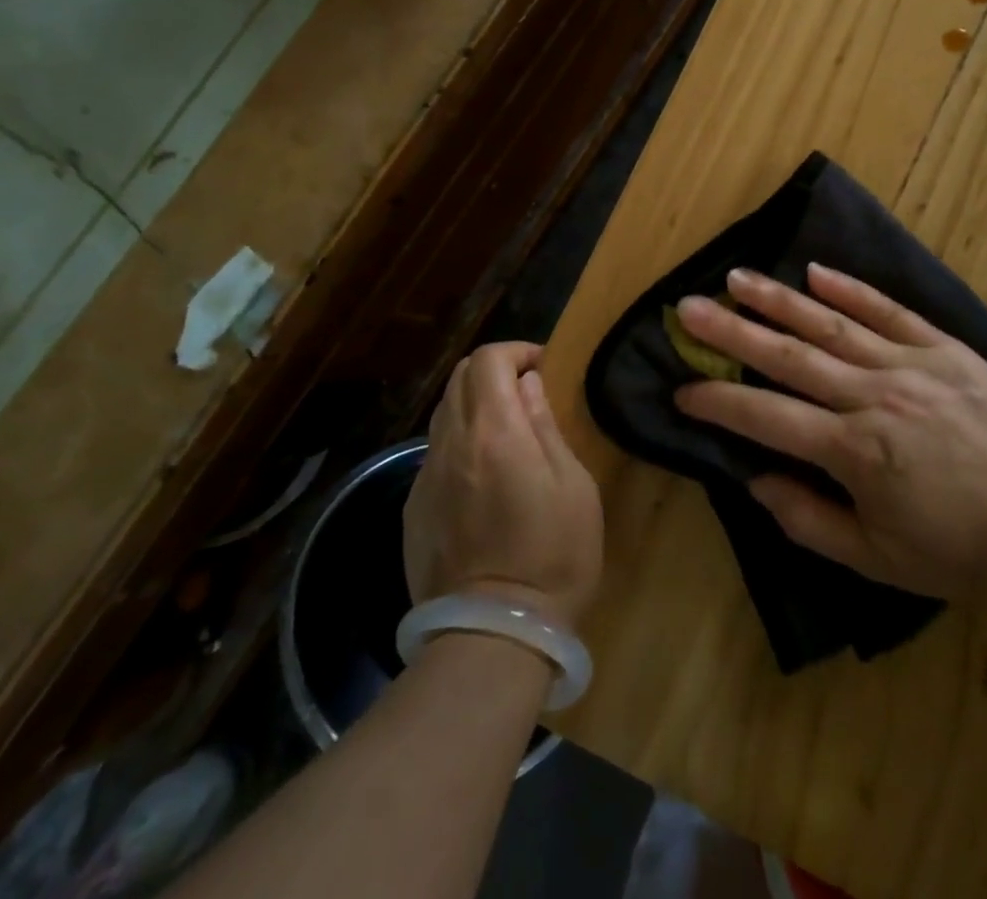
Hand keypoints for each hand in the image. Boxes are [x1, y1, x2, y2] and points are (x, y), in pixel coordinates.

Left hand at [405, 343, 603, 628]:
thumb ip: (545, 426)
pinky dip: (459, 440)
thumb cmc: (554, 555)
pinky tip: (484, 473)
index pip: (488, 360)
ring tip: (507, 430)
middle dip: (493, 371)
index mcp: (493, 432)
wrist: (493, 635)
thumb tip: (529, 385)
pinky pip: (435, 452)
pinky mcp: (413, 509)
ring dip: (474, 404)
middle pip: (459, 379)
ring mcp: (425, 478)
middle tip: (527, 392)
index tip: (542, 367)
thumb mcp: (572, 485)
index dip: (516, 351)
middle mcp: (450, 444)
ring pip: (442, 413)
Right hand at [673, 265, 986, 601]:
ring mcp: (911, 364)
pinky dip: (851, 288)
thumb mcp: (878, 560)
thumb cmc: (961, 551)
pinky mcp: (945, 348)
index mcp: (856, 451)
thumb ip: (809, 520)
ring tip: (736, 278)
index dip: (718, 403)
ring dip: (779, 300)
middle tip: (687, 308)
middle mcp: (875, 396)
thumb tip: (754, 478)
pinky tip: (815, 271)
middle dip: (732, 332)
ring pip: (832, 324)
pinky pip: (890, 311)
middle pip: (789, 357)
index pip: (767, 417)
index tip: (680, 390)